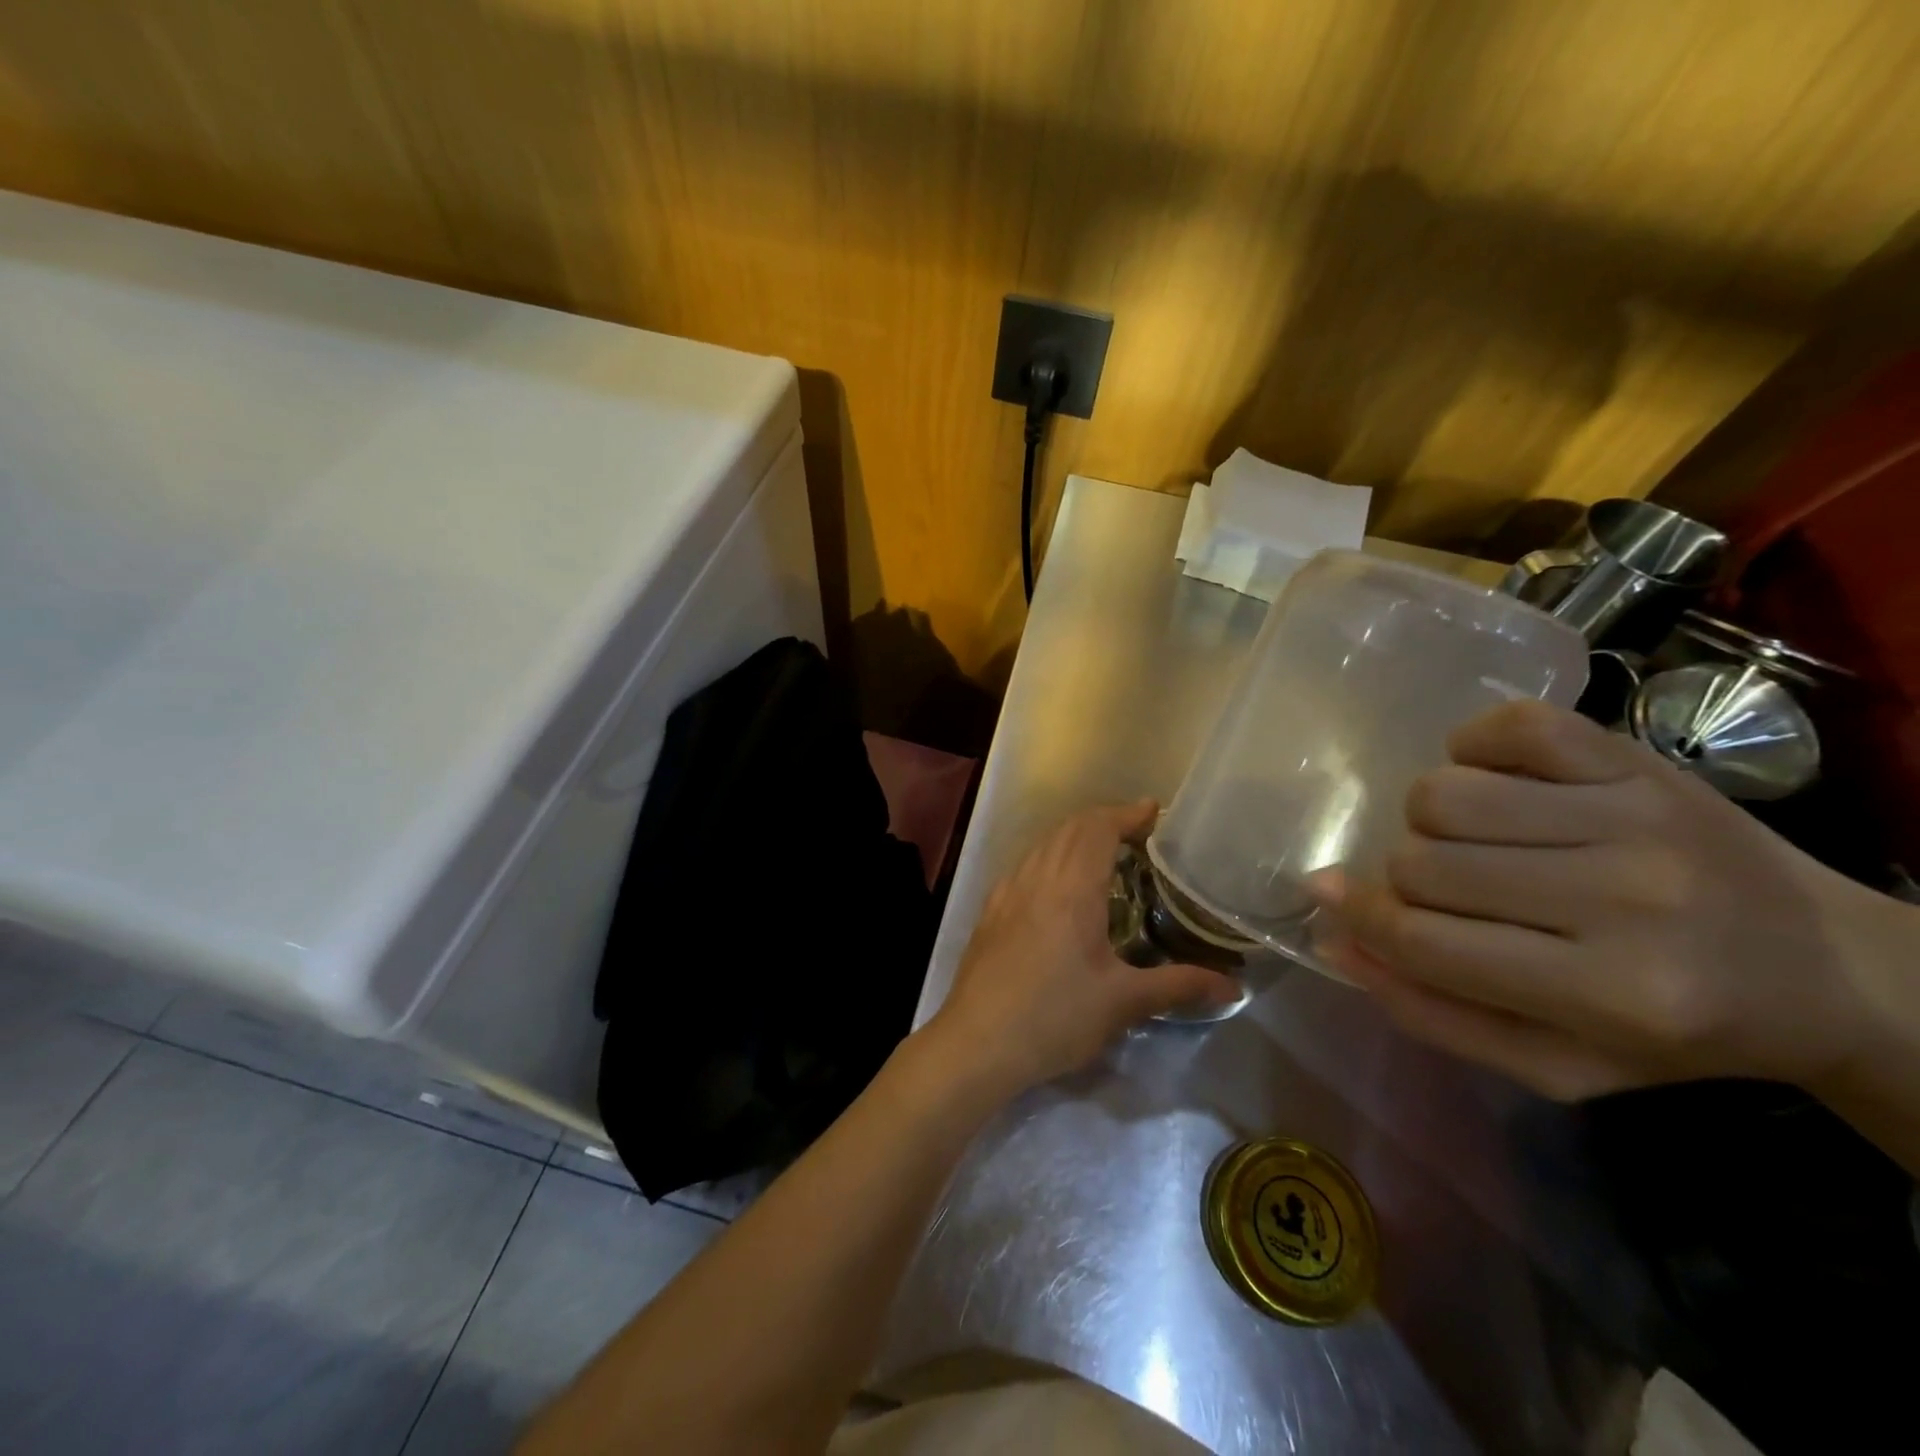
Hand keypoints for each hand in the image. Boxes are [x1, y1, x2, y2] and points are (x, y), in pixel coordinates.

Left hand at [926, 802, 1240, 1098]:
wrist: (977, 1043)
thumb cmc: (1055, 1017)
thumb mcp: (1123, 1003)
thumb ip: (1179, 986)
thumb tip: (1233, 987)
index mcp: (1071, 888)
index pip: (1098, 828)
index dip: (1127, 814)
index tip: (1154, 812)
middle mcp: (1036, 877)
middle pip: (1070, 828)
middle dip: (1105, 820)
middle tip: (1138, 835)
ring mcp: (1007, 892)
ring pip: (1043, 844)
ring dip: (1075, 836)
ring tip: (1104, 855)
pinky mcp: (990, 911)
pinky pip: (1024, 865)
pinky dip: (1049, 857)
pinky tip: (1058, 887)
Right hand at [1313, 700, 1895, 1101]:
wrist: (1827, 968)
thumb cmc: (1675, 1030)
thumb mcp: (1555, 1064)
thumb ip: (1431, 1012)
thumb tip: (1334, 936)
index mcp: (1611, 995)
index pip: (1422, 939)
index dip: (1358, 916)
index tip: (1330, 897)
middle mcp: (1626, 898)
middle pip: (1422, 861)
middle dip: (1403, 878)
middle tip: (1441, 890)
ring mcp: (1634, 815)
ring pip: (1443, 794)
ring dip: (1430, 820)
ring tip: (1470, 839)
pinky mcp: (1637, 759)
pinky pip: (1504, 728)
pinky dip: (1471, 748)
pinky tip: (1494, 781)